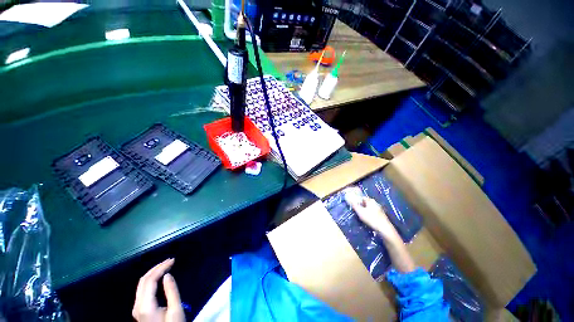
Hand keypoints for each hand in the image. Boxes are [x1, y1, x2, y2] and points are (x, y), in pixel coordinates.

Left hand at [133, 259, 184, 321]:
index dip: (161, 267)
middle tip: (170, 260)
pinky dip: (151, 279)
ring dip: (153, 272)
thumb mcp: (175, 310)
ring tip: (166, 265)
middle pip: (143, 280)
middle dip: (156, 268)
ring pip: (141, 284)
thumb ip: (171, 291)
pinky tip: (159, 277)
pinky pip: (142, 289)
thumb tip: (168, 274)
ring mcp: (136, 308)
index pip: (150, 280)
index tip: (173, 260)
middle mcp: (138, 305)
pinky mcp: (139, 309)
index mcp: (146, 306)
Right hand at [343, 188, 394, 236]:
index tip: (354, 205)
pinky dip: (370, 214)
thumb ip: (354, 205)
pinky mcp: (382, 215)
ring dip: (366, 211)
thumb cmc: (371, 219)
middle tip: (357, 211)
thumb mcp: (360, 212)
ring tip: (362, 216)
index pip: (362, 198)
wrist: (384, 229)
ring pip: (370, 208)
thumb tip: (349, 199)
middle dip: (361, 206)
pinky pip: (374, 212)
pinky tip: (369, 220)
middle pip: (366, 203)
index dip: (357, 201)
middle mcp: (376, 203)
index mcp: (370, 201)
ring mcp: (380, 209)